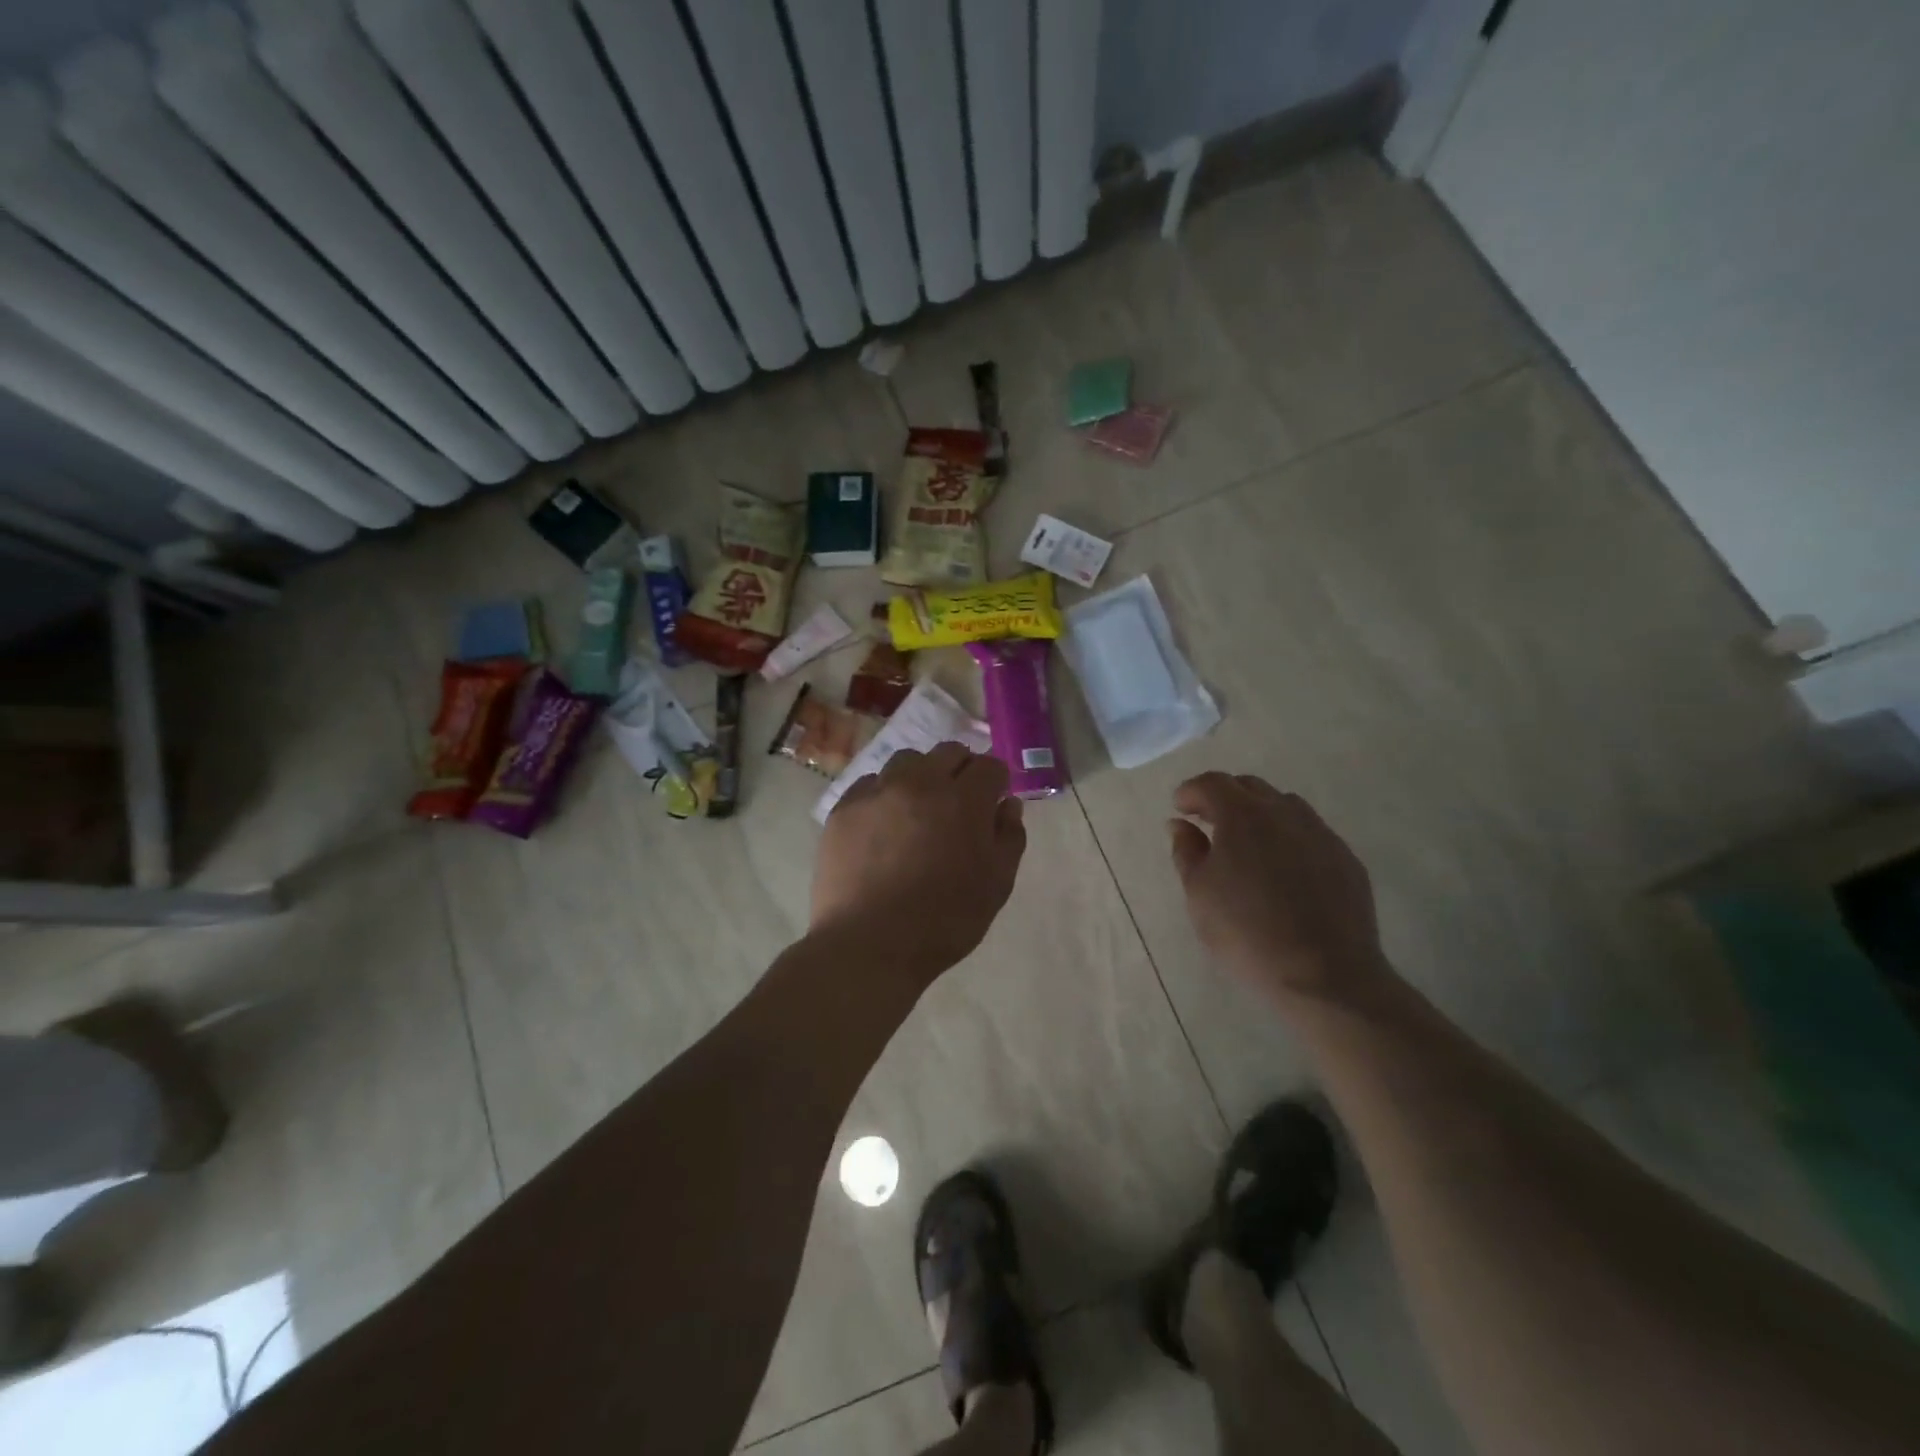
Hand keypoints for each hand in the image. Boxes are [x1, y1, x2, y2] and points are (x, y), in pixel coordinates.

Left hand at [813, 744, 1026, 989]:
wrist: (868, 945)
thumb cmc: (944, 921)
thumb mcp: (996, 886)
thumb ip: (1009, 837)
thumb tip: (1007, 805)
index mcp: (963, 800)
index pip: (990, 766)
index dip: (996, 782)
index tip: (992, 803)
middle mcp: (920, 783)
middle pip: (949, 753)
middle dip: (961, 771)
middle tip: (959, 805)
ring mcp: (878, 792)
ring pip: (907, 761)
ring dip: (921, 776)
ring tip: (918, 809)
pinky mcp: (844, 808)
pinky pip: (871, 784)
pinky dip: (884, 794)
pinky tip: (883, 826)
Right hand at [1168, 773, 1394, 1008]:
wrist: (1325, 976)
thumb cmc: (1246, 933)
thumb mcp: (1199, 894)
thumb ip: (1187, 851)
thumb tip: (1181, 824)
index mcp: (1243, 816)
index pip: (1212, 783)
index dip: (1191, 791)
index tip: (1180, 809)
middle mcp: (1284, 814)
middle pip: (1250, 787)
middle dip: (1224, 797)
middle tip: (1208, 824)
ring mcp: (1321, 834)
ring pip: (1285, 805)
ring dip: (1260, 813)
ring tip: (1248, 845)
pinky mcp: (1346, 860)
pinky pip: (1311, 832)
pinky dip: (1289, 837)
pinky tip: (1283, 870)